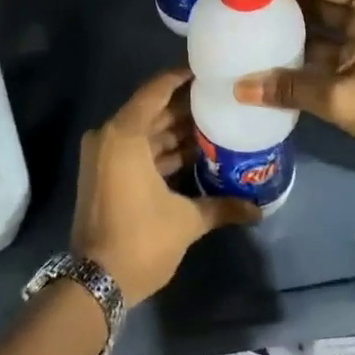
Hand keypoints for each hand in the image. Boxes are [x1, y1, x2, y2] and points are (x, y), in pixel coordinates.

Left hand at [71, 69, 259, 305]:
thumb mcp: (185, 221)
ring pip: (146, 132)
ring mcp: (105, 156)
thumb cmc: (140, 240)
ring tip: (215, 122)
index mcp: (125, 134)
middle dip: (186, 105)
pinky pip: (138, 150)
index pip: (157, 89)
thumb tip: (259, 209)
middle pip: (152, 109)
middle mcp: (110, 137)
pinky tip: (196, 151)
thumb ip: (222, 206)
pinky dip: (162, 150)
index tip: (211, 70)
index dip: (183, 76)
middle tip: (221, 98)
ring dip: (176, 129)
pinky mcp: (106, 174)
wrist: (95, 284)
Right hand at [233, 0, 354, 193]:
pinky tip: (276, 59)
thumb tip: (238, 88)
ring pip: (327, 26)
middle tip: (241, 4)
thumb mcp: (342, 96)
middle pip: (322, 0)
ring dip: (295, 31)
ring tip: (250, 28)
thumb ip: (289, 87)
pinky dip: (310, 54)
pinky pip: (335, 48)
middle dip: (285, 4)